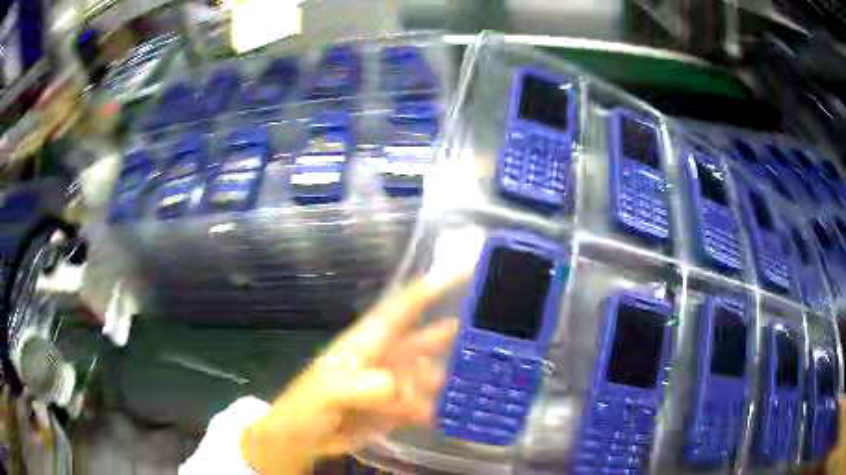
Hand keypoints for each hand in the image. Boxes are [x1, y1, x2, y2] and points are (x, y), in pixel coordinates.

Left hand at [241, 270, 467, 473]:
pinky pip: (425, 402)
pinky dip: (439, 406)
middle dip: (453, 331)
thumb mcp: (330, 391)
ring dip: (450, 376)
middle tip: (491, 329)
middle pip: (425, 338)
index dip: (433, 286)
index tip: (466, 270)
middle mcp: (385, 357)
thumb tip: (401, 387)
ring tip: (482, 378)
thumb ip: (365, 387)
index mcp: (368, 341)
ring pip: (430, 373)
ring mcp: (393, 384)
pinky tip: (455, 411)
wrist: (303, 438)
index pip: (404, 306)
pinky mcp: (396, 408)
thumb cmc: (308, 406)